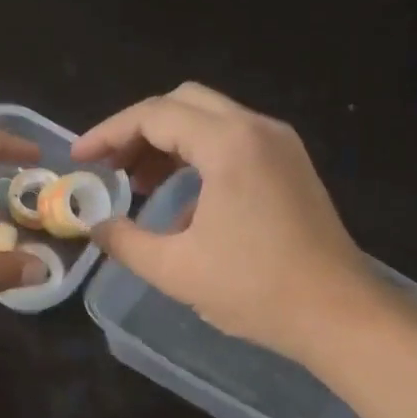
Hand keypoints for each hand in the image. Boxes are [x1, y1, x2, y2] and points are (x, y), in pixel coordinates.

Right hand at [72, 83, 368, 360]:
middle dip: (139, 132)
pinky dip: (199, 161)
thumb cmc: (254, 289)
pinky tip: (184, 208)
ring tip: (140, 187)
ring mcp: (280, 146)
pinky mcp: (292, 168)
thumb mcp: (175, 270)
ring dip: (169, 146)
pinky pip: (234, 146)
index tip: (80, 159)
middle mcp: (258, 129)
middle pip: (184, 104)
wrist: (336, 313)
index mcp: (229, 144)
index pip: (154, 115)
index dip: (108, 133)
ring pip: (211, 123)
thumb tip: (96, 227)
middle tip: (111, 169)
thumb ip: (125, 242)